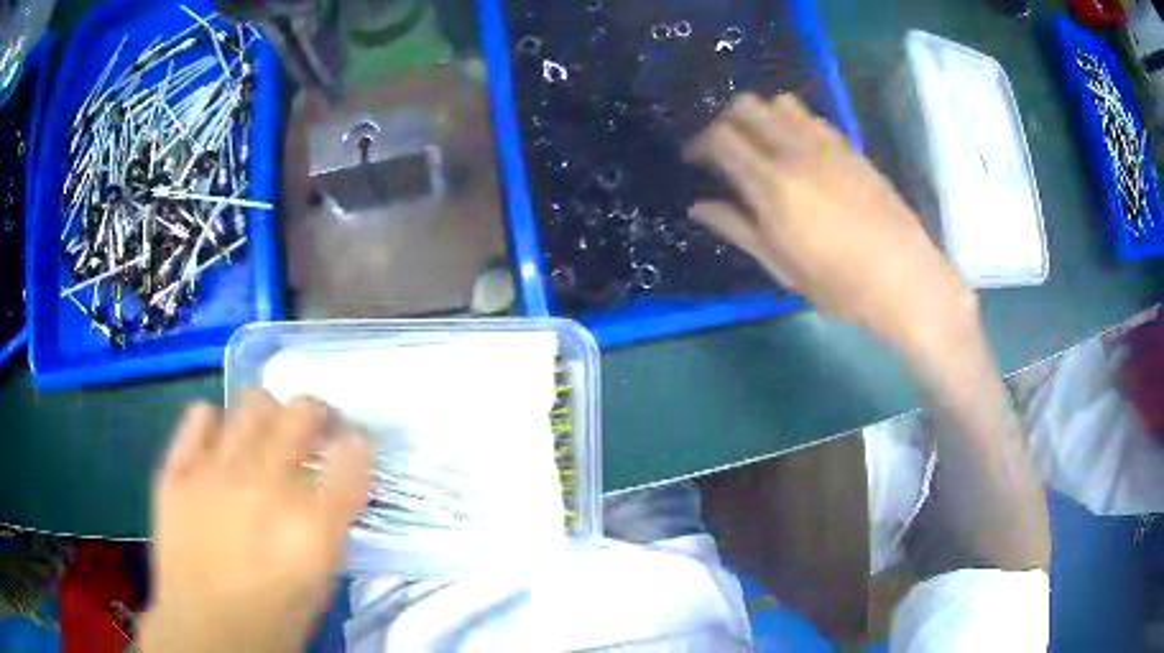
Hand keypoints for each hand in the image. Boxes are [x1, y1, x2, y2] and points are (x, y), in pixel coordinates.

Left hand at [140, 390, 370, 652]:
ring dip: (269, 415)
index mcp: (312, 524)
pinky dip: (215, 424)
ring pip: (252, 403)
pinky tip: (219, 447)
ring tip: (265, 437)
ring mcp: (215, 473)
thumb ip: (331, 522)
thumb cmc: (275, 617)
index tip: (352, 446)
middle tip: (315, 431)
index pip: (352, 452)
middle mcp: (265, 486)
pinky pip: (199, 416)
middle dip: (319, 415)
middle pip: (303, 412)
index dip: (357, 442)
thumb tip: (336, 479)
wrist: (206, 631)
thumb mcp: (321, 577)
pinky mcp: (177, 470)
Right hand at [684, 93, 976, 353]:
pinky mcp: (850, 147)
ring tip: (760, 144)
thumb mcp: (782, 267)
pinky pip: (810, 117)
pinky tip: (797, 150)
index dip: (699, 142)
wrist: (905, 278)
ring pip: (779, 102)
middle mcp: (796, 152)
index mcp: (774, 186)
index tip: (694, 159)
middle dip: (724, 121)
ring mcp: (827, 144)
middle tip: (723, 149)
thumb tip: (699, 206)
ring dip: (760, 115)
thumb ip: (738, 228)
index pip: (721, 138)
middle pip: (745, 106)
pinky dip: (791, 122)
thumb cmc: (840, 285)